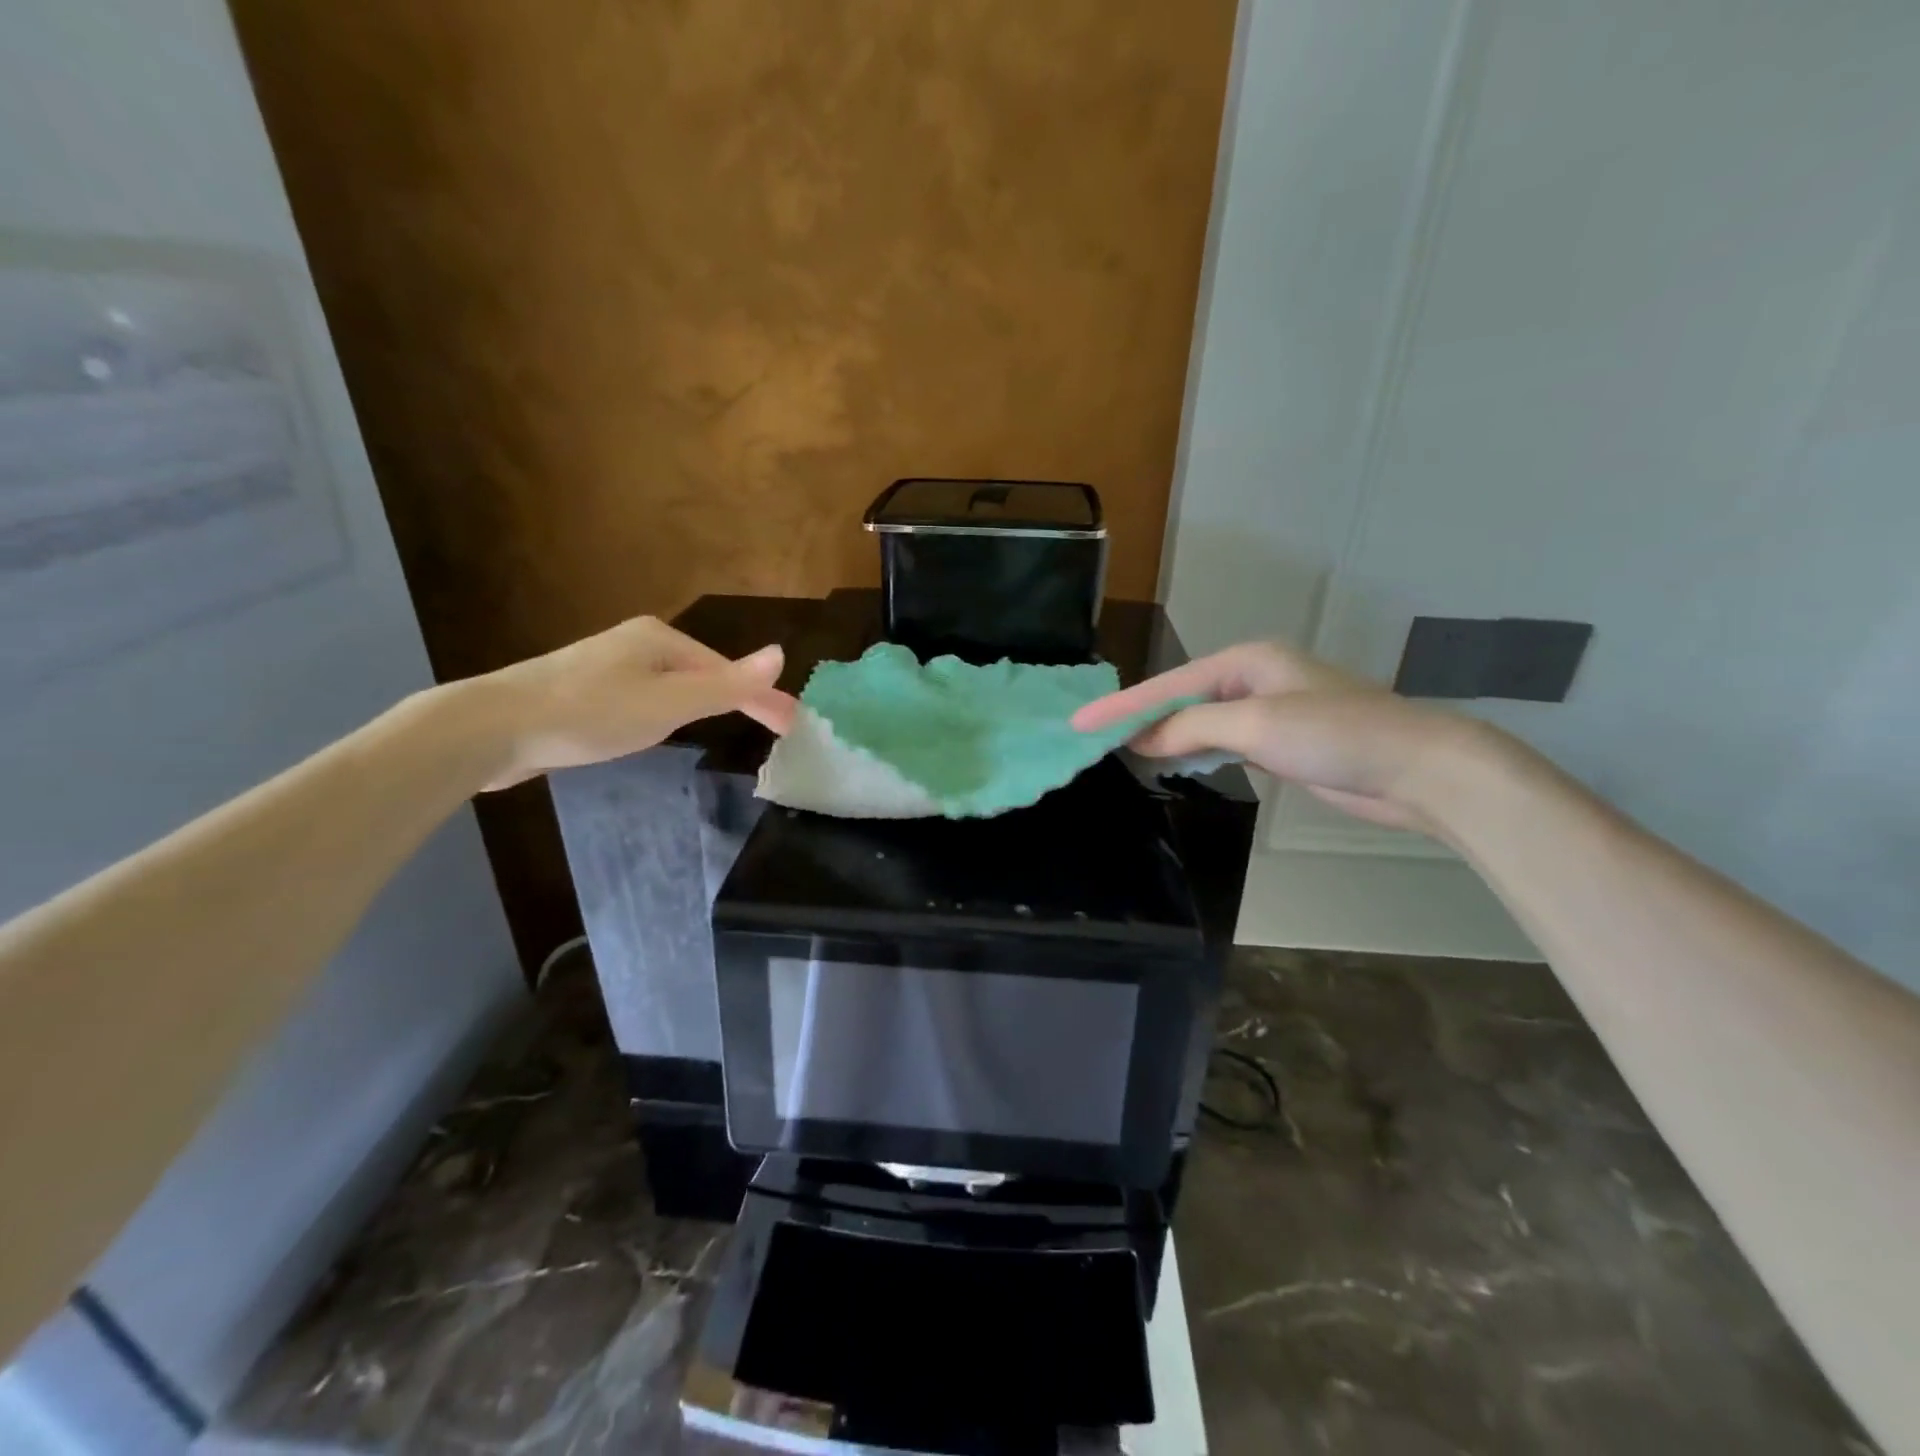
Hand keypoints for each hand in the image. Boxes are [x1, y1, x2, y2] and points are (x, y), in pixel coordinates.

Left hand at [473, 615, 798, 790]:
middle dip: (737, 696)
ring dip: (703, 702)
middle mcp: (635, 644)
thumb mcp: (669, 704)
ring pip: (671, 685)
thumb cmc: (590, 713)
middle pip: (702, 672)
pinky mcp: (582, 690)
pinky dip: (667, 711)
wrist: (492, 728)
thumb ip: (726, 685)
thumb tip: (780, 653)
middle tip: (769, 728)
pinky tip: (658, 727)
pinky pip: (644, 697)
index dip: (763, 698)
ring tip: (725, 725)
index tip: (793, 725)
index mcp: (660, 640)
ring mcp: (606, 665)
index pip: (727, 671)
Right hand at [1072, 640, 1489, 833]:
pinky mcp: (1280, 741)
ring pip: (1199, 720)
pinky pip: (1220, 740)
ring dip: (1163, 734)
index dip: (1122, 706)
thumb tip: (1143, 738)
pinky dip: (1192, 750)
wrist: (1417, 768)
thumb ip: (1193, 727)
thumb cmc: (1336, 734)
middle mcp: (1253, 678)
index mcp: (1246, 661)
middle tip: (1092, 738)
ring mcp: (1268, 710)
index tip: (1079, 724)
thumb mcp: (1256, 724)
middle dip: (1138, 717)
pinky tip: (1172, 760)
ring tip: (1119, 749)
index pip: (1168, 684)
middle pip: (1180, 698)